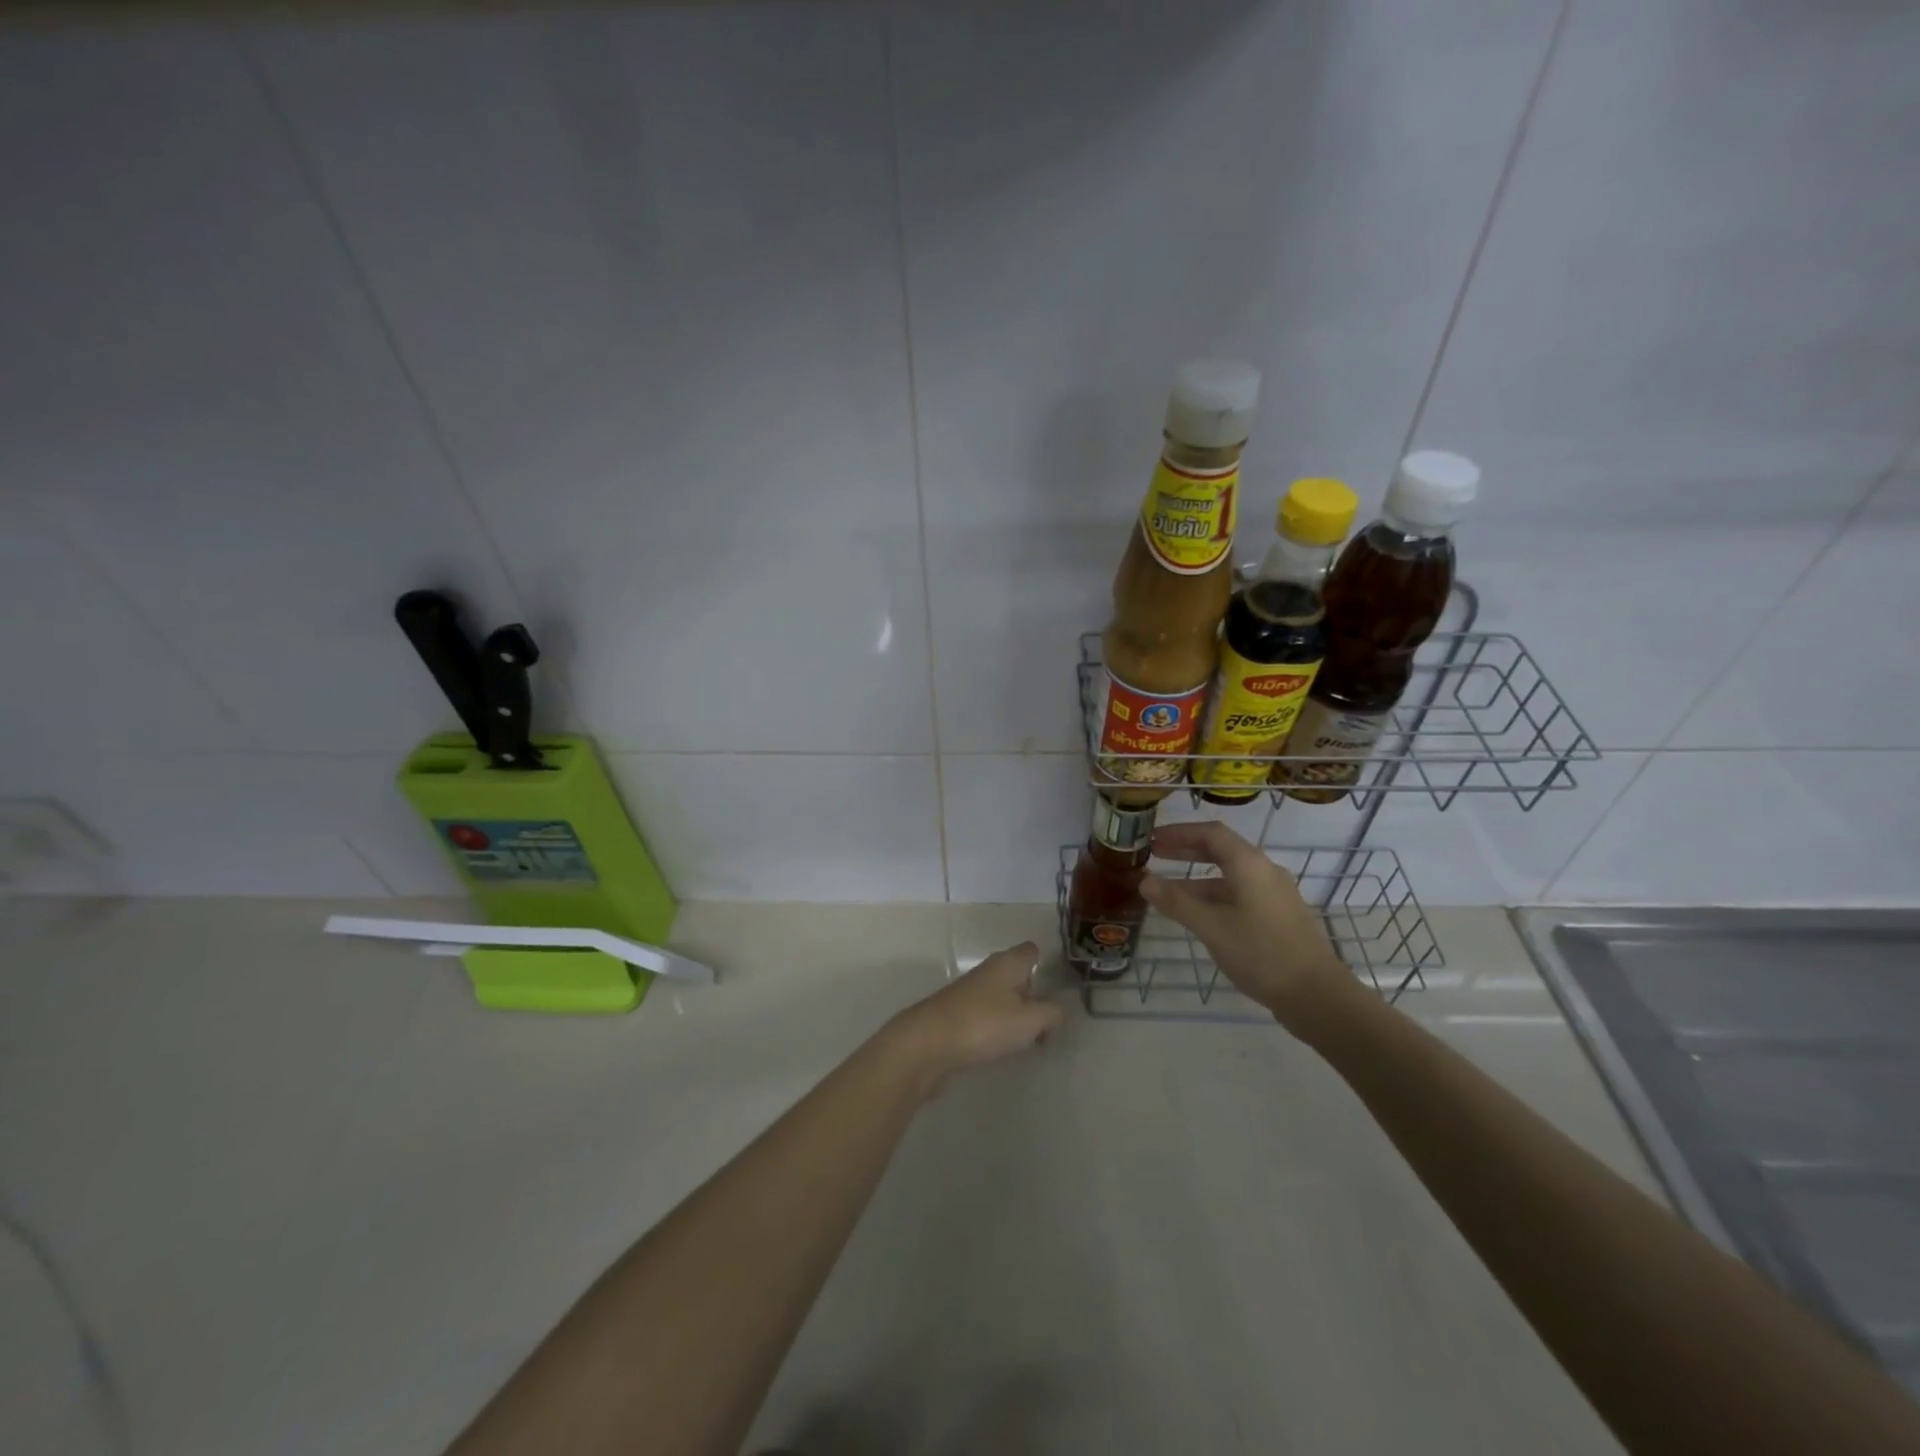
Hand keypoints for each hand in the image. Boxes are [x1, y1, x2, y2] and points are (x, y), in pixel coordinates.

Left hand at [886, 941, 1064, 1093]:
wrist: (928, 1044)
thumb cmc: (985, 1024)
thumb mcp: (1030, 1020)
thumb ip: (1051, 1013)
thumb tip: (1059, 1010)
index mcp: (1007, 963)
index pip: (1030, 951)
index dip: (1045, 964)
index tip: (1058, 988)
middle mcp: (988, 972)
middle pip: (1017, 976)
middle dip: (1033, 997)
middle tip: (1048, 1026)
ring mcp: (970, 993)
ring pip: (1002, 998)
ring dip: (1015, 1016)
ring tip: (1028, 1042)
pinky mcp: (956, 1015)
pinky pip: (986, 1016)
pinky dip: (997, 1029)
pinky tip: (1001, 1048)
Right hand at [1141, 822, 1354, 1031]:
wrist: (1317, 996)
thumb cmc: (1262, 954)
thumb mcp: (1212, 927)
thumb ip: (1177, 902)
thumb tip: (1145, 881)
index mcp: (1249, 865)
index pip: (1210, 833)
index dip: (1179, 832)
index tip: (1152, 838)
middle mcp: (1264, 872)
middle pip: (1221, 850)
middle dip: (1186, 850)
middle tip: (1154, 854)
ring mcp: (1274, 895)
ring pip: (1229, 876)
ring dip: (1197, 877)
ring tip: (1167, 890)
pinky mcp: (1278, 917)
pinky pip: (1239, 894)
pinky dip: (1213, 896)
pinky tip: (1198, 915)